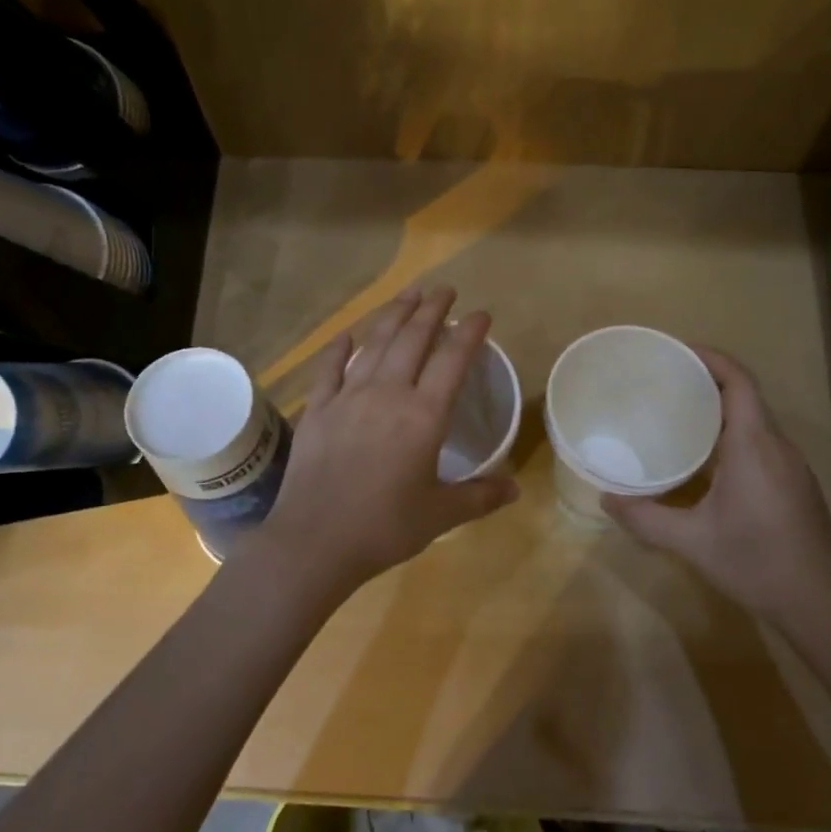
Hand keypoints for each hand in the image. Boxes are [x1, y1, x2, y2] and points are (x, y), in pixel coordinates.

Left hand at [259, 287, 518, 598]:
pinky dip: (340, 348)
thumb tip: (515, 489)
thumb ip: (480, 497)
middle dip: (431, 310)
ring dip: (393, 316)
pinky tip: (347, 335)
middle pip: (412, 340)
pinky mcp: (317, 410)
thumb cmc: (384, 528)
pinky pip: (329, 369)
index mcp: (423, 416)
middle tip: (444, 289)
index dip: (469, 332)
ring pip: (375, 345)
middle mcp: (387, 395)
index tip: (481, 313)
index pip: (453, 361)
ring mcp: (347, 398)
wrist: (315, 542)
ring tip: (408, 295)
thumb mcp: (441, 515)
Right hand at [602, 347, 830, 627]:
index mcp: (753, 447)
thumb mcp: (691, 542)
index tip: (676, 352)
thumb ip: (645, 518)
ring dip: (720, 409)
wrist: (820, 604)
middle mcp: (777, 446)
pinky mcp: (796, 484)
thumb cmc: (755, 564)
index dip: (710, 359)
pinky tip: (707, 457)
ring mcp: (792, 465)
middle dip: (706, 382)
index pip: (739, 382)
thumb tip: (606, 499)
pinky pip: (762, 442)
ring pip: (755, 420)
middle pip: (745, 396)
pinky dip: (733, 434)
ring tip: (678, 414)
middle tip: (664, 383)